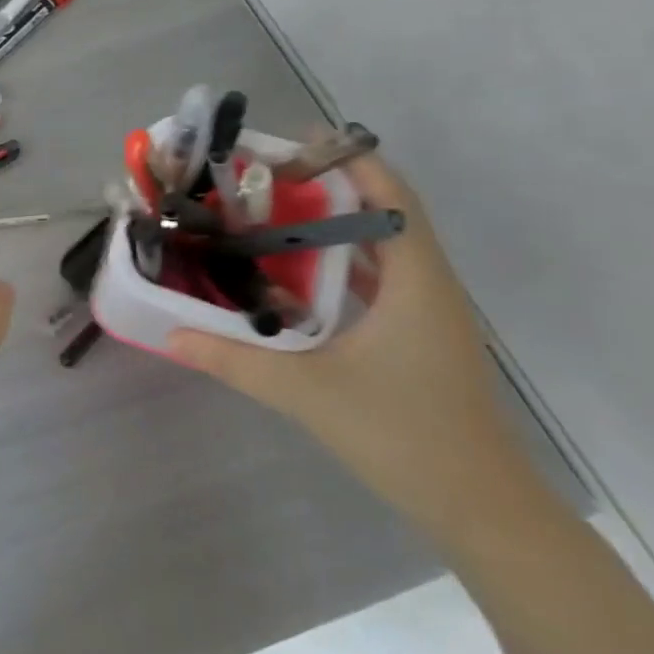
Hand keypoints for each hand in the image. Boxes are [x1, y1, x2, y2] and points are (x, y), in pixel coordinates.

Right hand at [165, 153, 543, 540]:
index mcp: (417, 284)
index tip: (296, 142)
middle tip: (265, 175)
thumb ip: (234, 361)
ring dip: (335, 222)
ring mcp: (428, 313)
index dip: (352, 160)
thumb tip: (171, 333)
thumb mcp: (307, 394)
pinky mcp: (419, 336)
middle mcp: (429, 287)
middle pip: (386, 213)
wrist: (482, 510)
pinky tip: (296, 271)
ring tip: (272, 211)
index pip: (393, 198)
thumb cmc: (405, 438)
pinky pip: (380, 277)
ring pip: (384, 246)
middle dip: (330, 185)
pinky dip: (341, 260)